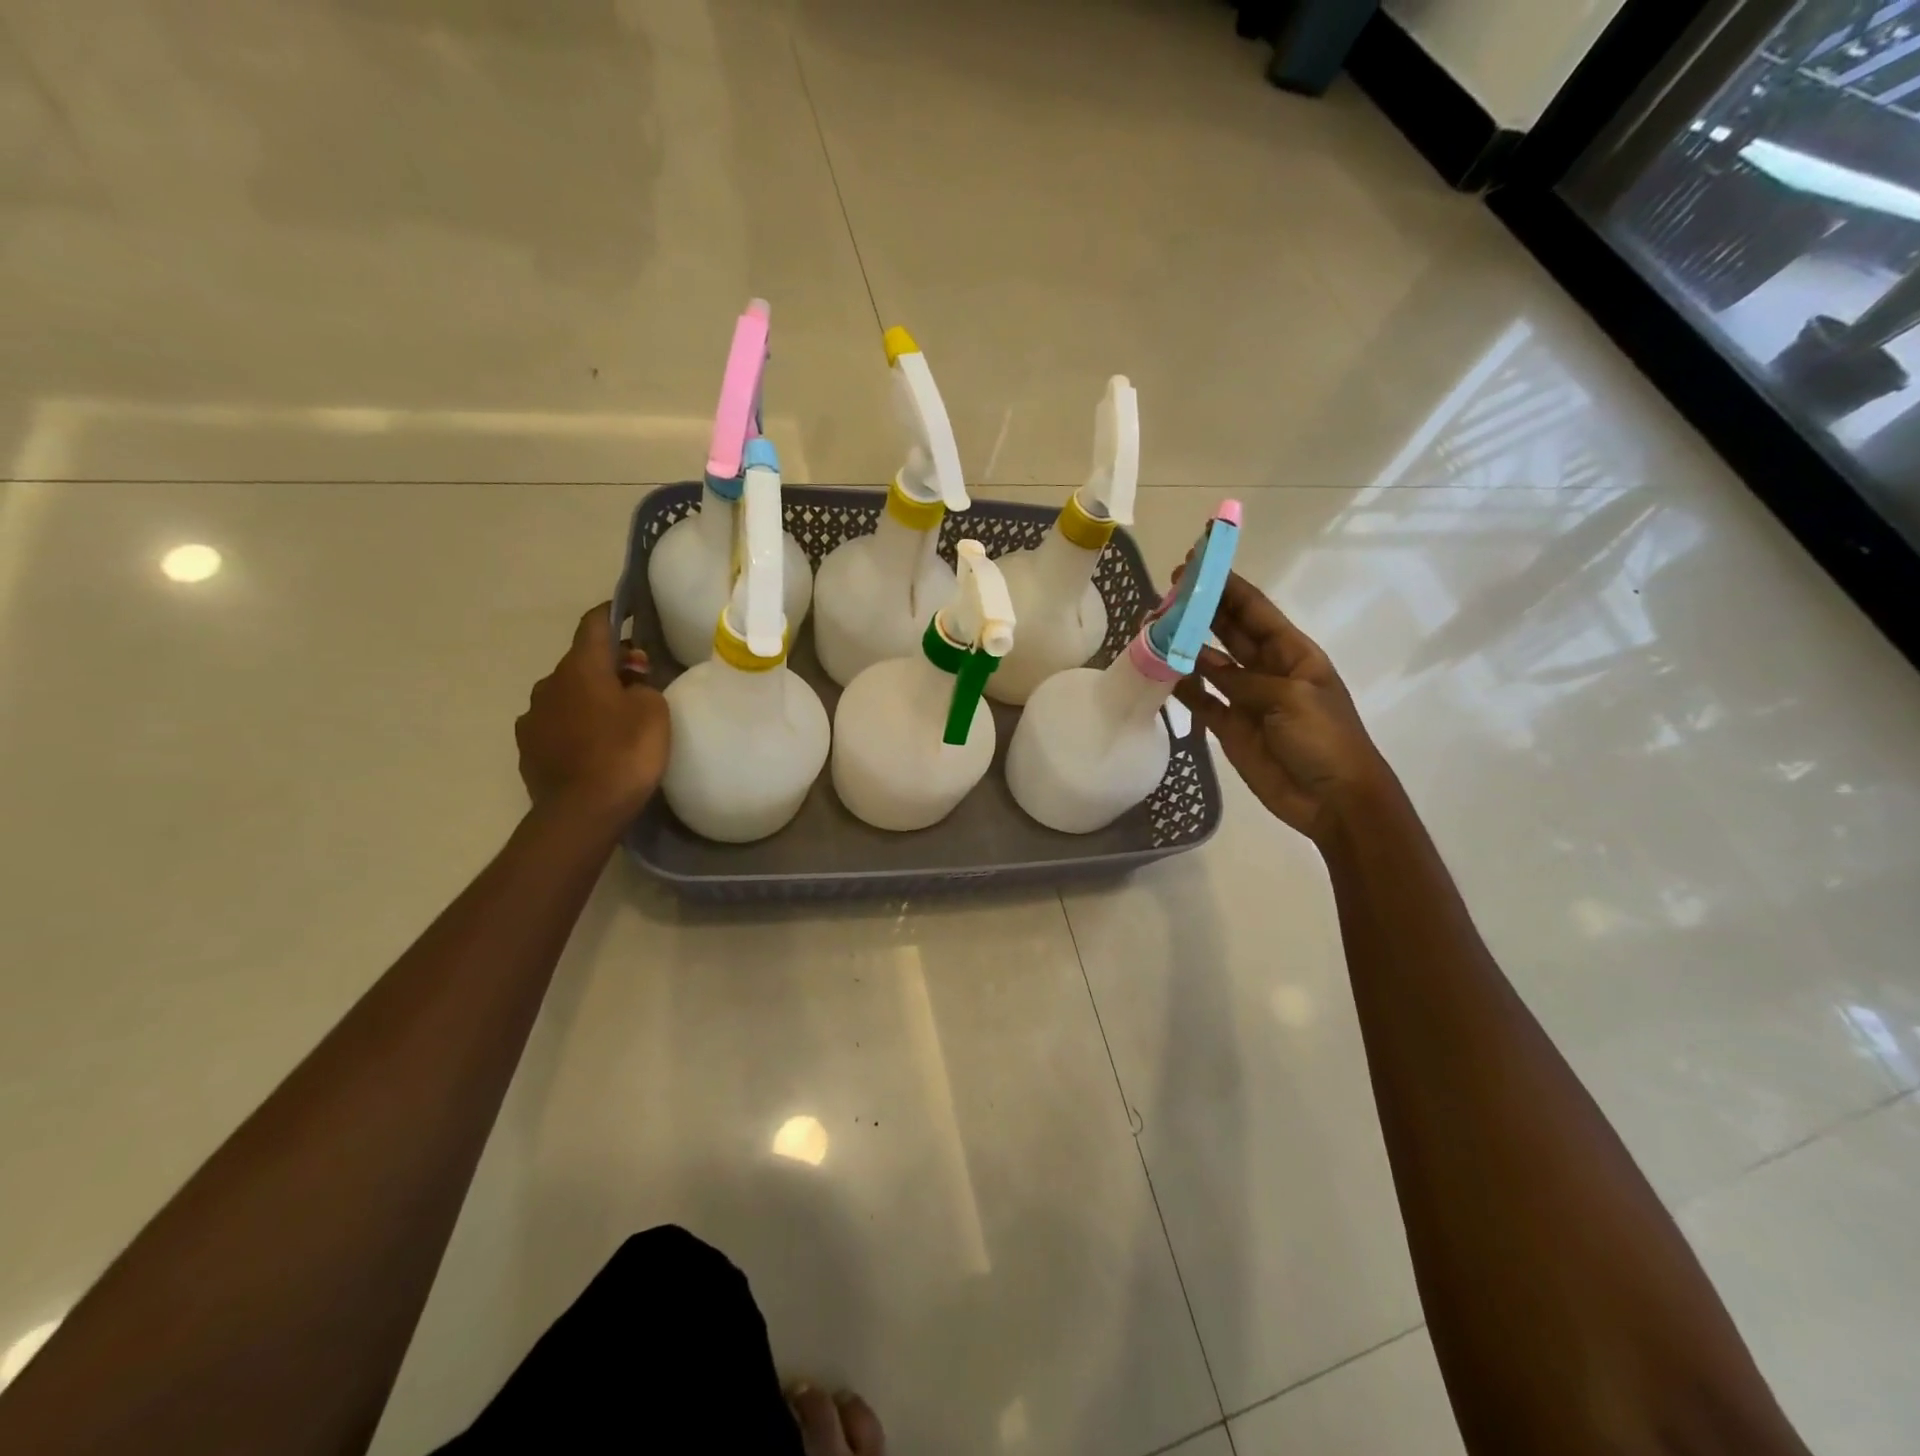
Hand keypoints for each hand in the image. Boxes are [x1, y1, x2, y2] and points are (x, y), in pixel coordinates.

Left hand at [516, 604, 670, 825]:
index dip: (613, 614)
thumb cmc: (625, 753)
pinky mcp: (528, 748)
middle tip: (638, 682)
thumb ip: (643, 686)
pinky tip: (593, 746)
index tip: (628, 613)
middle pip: (582, 663)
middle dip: (608, 666)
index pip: (594, 625)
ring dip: (589, 698)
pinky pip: (556, 724)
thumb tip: (628, 683)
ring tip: (615, 719)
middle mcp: (549, 684)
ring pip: (567, 694)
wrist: (582, 812)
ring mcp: (533, 717)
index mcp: (581, 667)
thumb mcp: (654, 712)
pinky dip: (575, 726)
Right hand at [1171, 572, 1396, 842]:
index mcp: (1291, 653)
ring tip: (1153, 629)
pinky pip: (1201, 701)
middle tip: (1165, 593)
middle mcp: (1266, 669)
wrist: (1334, 799)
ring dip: (1185, 646)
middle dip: (1200, 609)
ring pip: (1209, 664)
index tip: (1196, 564)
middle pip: (1228, 631)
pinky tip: (1160, 672)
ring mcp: (1246, 698)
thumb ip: (1242, 679)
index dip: (1226, 585)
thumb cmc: (1325, 739)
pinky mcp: (1229, 727)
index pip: (1253, 610)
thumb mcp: (1291, 698)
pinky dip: (1182, 688)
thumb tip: (1200, 662)